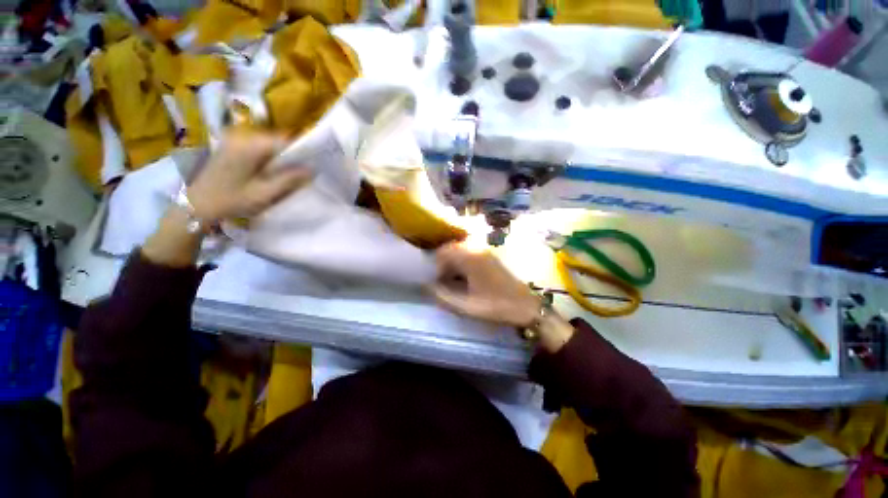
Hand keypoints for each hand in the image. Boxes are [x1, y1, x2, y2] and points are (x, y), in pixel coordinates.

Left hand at [142, 133, 309, 267]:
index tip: (310, 167)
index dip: (300, 153)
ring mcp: (234, 140)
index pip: (284, 141)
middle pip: (276, 142)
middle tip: (298, 175)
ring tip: (285, 175)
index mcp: (250, 146)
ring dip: (279, 159)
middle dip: (290, 157)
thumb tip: (312, 169)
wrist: (197, 204)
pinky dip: (268, 159)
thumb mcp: (265, 193)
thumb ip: (289, 179)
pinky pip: (257, 148)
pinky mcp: (231, 147)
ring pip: (268, 145)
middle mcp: (241, 137)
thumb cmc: (231, 200)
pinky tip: (269, 173)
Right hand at [430, 243, 541, 326]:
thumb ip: (443, 296)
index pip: (443, 251)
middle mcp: (477, 248)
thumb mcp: (466, 306)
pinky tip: (467, 278)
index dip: (436, 266)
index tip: (438, 281)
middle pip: (451, 248)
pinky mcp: (491, 256)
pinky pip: (470, 253)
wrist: (526, 306)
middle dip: (444, 263)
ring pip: (461, 250)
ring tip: (454, 280)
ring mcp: (486, 250)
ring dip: (454, 262)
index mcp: (470, 257)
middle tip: (444, 281)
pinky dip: (463, 262)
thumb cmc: (496, 305)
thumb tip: (428, 287)